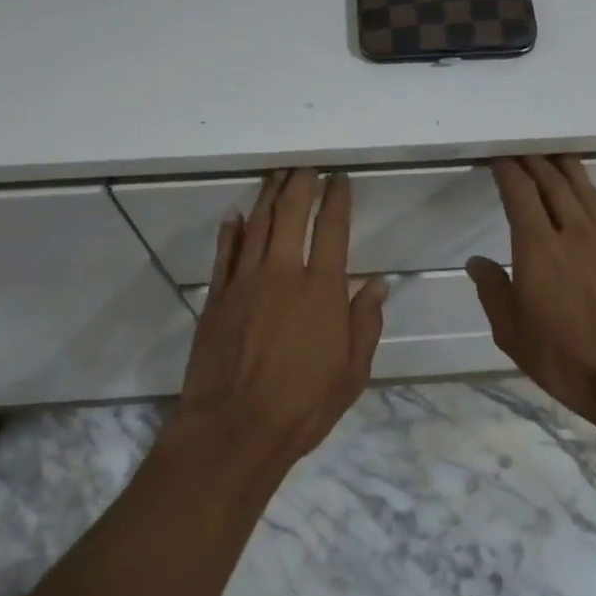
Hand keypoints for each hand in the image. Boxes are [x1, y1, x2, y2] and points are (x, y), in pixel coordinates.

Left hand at [175, 169, 387, 466]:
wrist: (232, 430)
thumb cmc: (302, 405)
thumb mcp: (351, 373)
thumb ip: (365, 323)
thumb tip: (377, 283)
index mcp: (322, 289)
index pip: (333, 229)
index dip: (337, 199)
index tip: (340, 179)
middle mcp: (283, 273)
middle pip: (291, 214)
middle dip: (300, 184)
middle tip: (306, 166)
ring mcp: (245, 282)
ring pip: (257, 225)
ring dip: (268, 196)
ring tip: (276, 175)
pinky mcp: (217, 297)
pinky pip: (225, 253)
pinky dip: (231, 230)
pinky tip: (236, 215)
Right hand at [467, 156, 595, 430]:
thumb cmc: (566, 358)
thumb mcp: (513, 334)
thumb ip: (493, 292)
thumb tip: (477, 262)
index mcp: (538, 247)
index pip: (520, 192)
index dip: (507, 170)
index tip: (497, 157)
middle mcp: (571, 230)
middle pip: (551, 180)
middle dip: (532, 160)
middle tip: (519, 149)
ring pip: (581, 186)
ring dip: (562, 166)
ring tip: (549, 154)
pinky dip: (587, 187)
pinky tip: (583, 188)